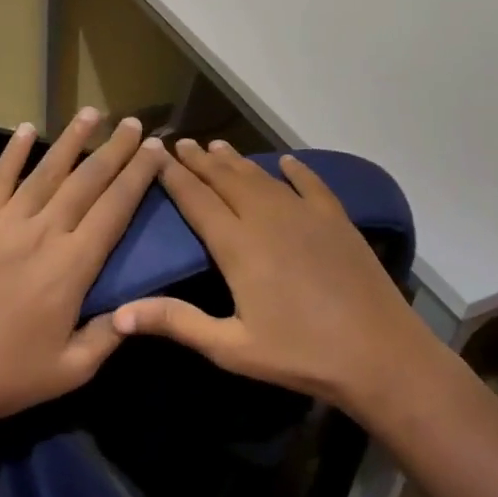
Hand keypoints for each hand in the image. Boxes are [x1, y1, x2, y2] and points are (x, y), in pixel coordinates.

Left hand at [0, 109, 166, 452]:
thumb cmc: (12, 378)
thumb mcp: (75, 368)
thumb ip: (112, 333)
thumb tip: (141, 307)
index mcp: (73, 266)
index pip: (115, 208)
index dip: (138, 176)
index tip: (156, 150)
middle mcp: (43, 234)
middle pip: (87, 181)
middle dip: (115, 149)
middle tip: (134, 123)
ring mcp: (5, 224)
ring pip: (47, 171)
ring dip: (72, 139)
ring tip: (92, 113)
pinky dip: (12, 152)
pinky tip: (26, 128)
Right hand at [111, 139, 428, 413]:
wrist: (379, 353)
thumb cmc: (299, 354)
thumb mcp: (231, 347)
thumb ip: (176, 322)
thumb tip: (119, 314)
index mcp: (237, 244)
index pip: (196, 199)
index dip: (173, 175)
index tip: (156, 153)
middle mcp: (266, 217)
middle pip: (226, 179)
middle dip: (201, 160)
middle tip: (182, 142)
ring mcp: (304, 213)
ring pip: (261, 177)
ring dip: (237, 160)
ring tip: (218, 145)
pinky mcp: (335, 219)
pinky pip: (310, 184)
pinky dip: (295, 170)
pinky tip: (286, 161)